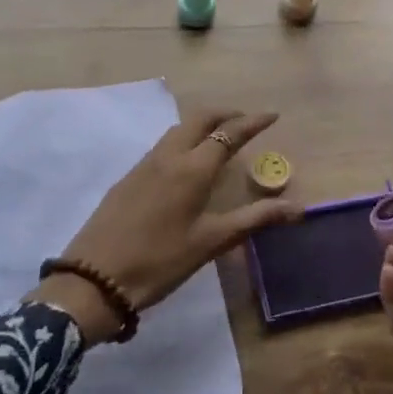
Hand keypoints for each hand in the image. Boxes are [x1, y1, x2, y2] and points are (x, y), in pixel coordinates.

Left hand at [31, 107, 302, 342]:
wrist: (94, 280)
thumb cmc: (160, 261)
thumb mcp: (211, 242)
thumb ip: (255, 219)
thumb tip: (298, 208)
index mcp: (192, 169)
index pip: (229, 133)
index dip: (253, 122)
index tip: (273, 114)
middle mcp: (168, 157)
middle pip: (199, 119)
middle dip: (225, 113)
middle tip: (246, 121)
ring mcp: (144, 165)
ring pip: (178, 129)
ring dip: (202, 124)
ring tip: (220, 137)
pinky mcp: (128, 178)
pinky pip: (163, 145)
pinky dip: (184, 139)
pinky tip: (187, 162)